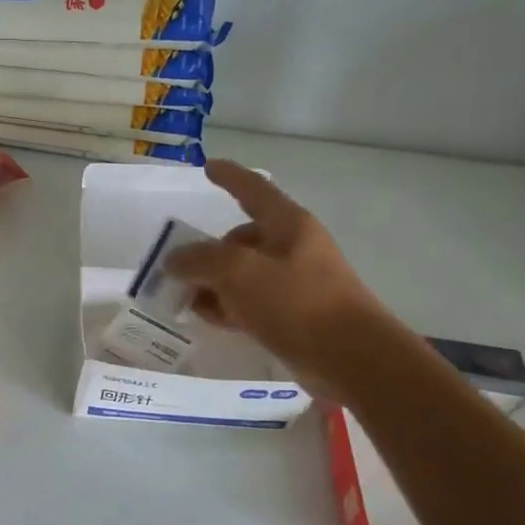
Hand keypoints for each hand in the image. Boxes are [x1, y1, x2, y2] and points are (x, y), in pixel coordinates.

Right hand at [165, 159, 383, 394]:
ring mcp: (294, 282)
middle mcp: (292, 247)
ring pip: (242, 275)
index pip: (253, 189)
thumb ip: (200, 259)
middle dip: (206, 252)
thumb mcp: (238, 272)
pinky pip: (251, 302)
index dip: (229, 176)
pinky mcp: (293, 315)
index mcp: (287, 224)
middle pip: (240, 239)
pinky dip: (228, 307)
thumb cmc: (296, 302)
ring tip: (186, 301)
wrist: (351, 358)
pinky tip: (210, 320)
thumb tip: (174, 259)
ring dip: (212, 284)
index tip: (207, 166)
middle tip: (176, 270)